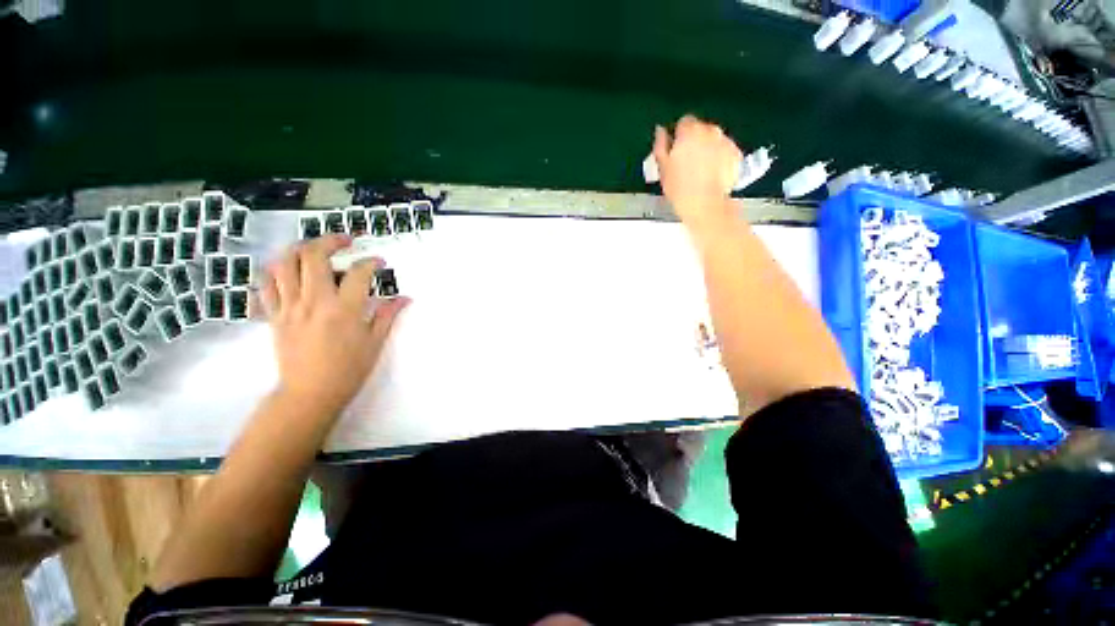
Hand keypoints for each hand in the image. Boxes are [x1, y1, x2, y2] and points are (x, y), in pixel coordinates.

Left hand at [260, 235, 409, 415]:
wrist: (310, 393)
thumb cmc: (348, 369)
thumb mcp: (375, 342)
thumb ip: (387, 315)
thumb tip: (404, 298)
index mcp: (344, 309)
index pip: (358, 273)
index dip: (371, 263)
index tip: (378, 262)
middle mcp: (313, 301)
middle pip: (313, 256)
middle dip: (331, 241)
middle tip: (345, 240)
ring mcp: (289, 307)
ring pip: (284, 264)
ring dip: (299, 249)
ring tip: (314, 249)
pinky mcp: (274, 316)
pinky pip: (267, 285)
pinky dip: (277, 271)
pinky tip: (289, 271)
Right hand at [652, 115, 743, 230]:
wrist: (704, 203)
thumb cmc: (681, 188)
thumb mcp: (662, 167)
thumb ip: (660, 145)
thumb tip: (660, 132)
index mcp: (689, 131)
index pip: (684, 122)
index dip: (678, 136)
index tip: (675, 149)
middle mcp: (710, 131)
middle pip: (701, 129)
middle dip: (694, 142)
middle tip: (686, 163)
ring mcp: (725, 142)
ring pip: (714, 140)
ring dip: (708, 149)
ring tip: (699, 171)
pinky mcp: (736, 154)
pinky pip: (725, 152)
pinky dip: (720, 159)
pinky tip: (711, 174)